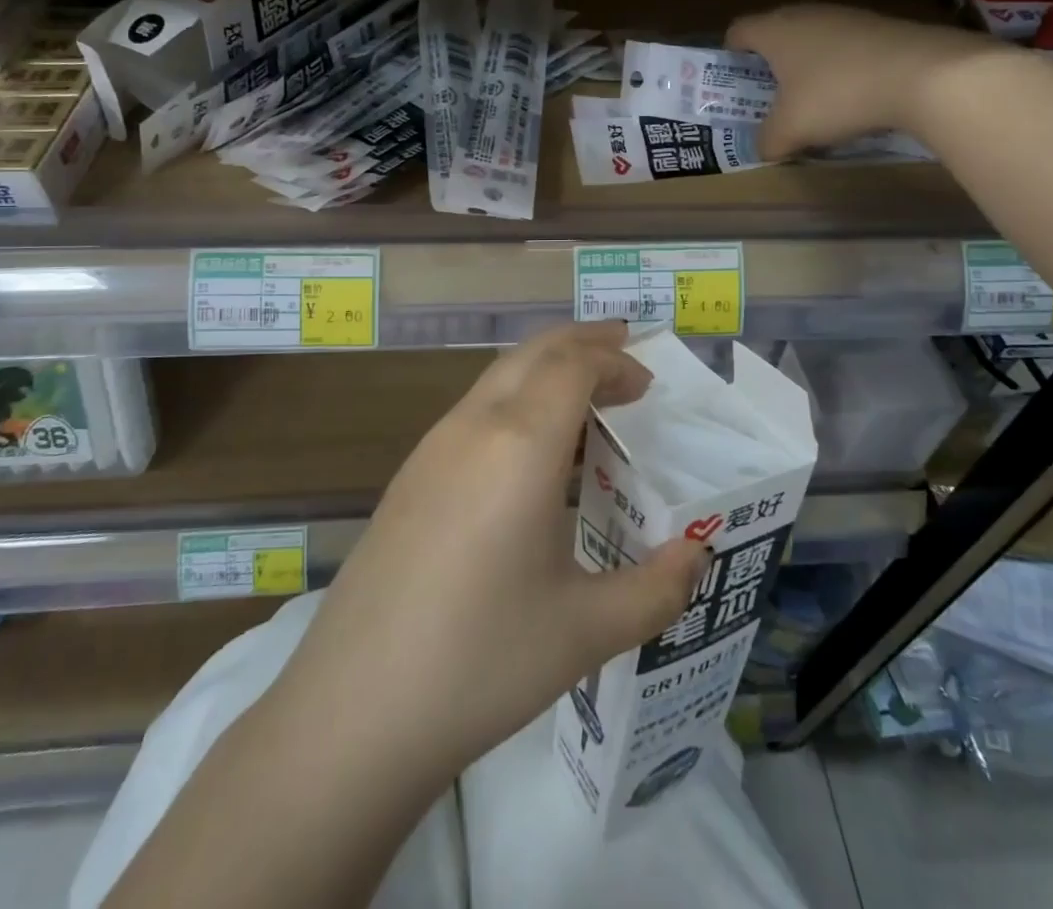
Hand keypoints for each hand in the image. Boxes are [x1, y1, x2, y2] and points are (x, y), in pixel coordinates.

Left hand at [275, 321, 708, 787]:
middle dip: (582, 342)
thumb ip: (657, 587)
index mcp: (520, 444)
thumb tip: (698, 551)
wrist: (354, 709)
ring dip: (546, 370)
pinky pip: (474, 410)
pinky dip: (516, 400)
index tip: (646, 383)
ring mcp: (432, 447)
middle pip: (532, 352)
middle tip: (624, 352)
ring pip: (498, 377)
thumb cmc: (482, 661)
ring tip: (586, 399)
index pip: (572, 365)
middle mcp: (474, 426)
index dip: (614, 360)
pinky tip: (531, 455)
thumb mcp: (587, 631)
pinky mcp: (410, 476)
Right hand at [727, 5, 994, 159]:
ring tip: (812, 104)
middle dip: (769, 66)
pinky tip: (852, 100)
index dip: (729, 55)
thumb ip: (767, 141)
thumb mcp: (791, 130)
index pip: (738, 31)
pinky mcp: (880, 28)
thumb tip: (763, 149)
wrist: (924, 74)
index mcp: (775, 31)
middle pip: (775, 34)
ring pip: (812, 41)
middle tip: (769, 98)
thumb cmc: (837, 96)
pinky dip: (840, 70)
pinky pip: (845, 48)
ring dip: (806, 69)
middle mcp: (806, 15)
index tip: (733, 82)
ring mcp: (847, 17)